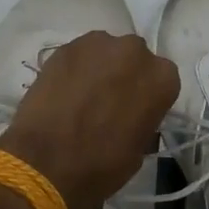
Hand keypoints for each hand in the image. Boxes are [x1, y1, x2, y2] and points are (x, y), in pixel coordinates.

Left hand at [0, 31, 178, 208]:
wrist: (45, 163)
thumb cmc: (102, 164)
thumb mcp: (140, 149)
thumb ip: (144, 119)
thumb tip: (134, 114)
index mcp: (162, 77)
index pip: (163, 80)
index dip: (148, 96)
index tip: (137, 111)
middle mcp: (135, 51)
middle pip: (135, 59)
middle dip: (125, 75)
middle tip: (110, 102)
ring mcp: (98, 44)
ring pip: (106, 53)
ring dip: (100, 69)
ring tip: (83, 96)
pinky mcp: (65, 47)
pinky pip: (79, 56)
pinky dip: (75, 69)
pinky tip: (65, 92)